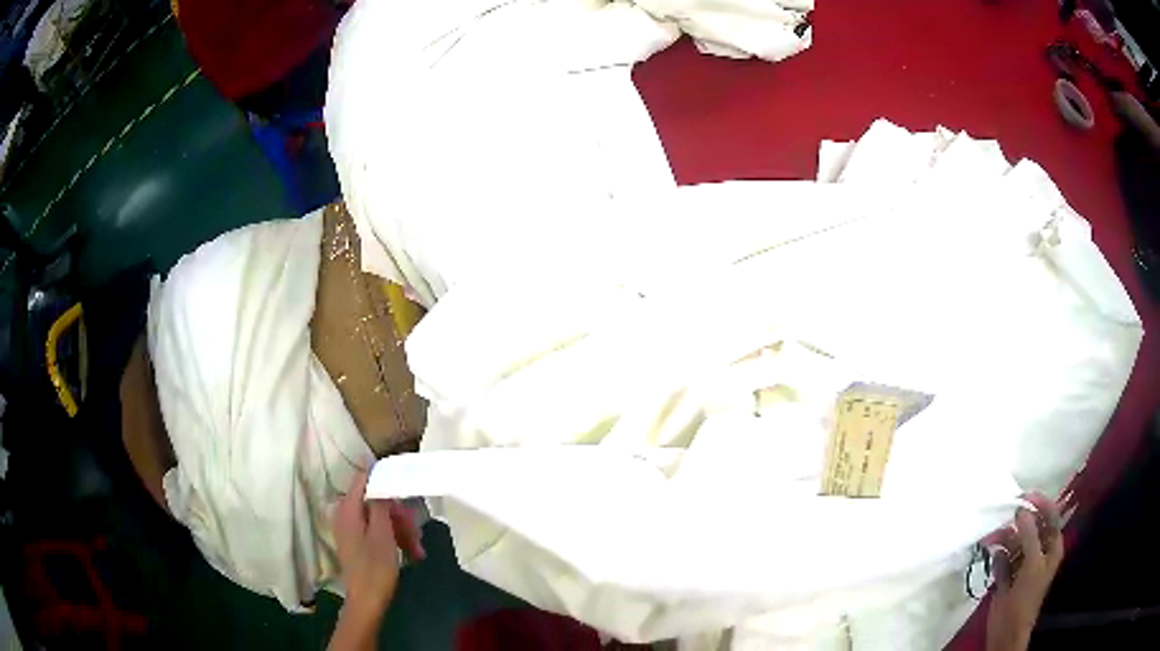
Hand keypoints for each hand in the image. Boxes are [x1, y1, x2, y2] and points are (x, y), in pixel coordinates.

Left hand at [330, 470, 424, 649]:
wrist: (367, 601)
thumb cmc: (375, 567)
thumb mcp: (382, 533)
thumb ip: (379, 503)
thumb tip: (377, 475)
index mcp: (347, 509)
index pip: (363, 479)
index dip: (384, 478)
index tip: (406, 486)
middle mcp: (346, 515)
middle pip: (376, 501)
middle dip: (399, 515)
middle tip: (416, 532)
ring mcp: (352, 530)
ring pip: (380, 518)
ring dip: (401, 530)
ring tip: (418, 548)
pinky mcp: (359, 543)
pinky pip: (377, 531)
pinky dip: (394, 538)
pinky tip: (411, 553)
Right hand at [986, 493, 1063, 650]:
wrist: (1007, 631)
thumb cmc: (1026, 597)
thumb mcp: (1032, 565)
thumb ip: (1029, 535)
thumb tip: (1021, 510)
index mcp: (1052, 545)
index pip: (1051, 515)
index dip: (1040, 503)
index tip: (1024, 496)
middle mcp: (1039, 550)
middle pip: (1031, 526)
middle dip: (1017, 522)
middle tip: (1003, 517)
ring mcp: (1022, 562)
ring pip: (1014, 540)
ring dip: (1003, 537)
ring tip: (990, 539)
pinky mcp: (1007, 573)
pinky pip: (1002, 556)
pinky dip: (997, 553)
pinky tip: (990, 553)